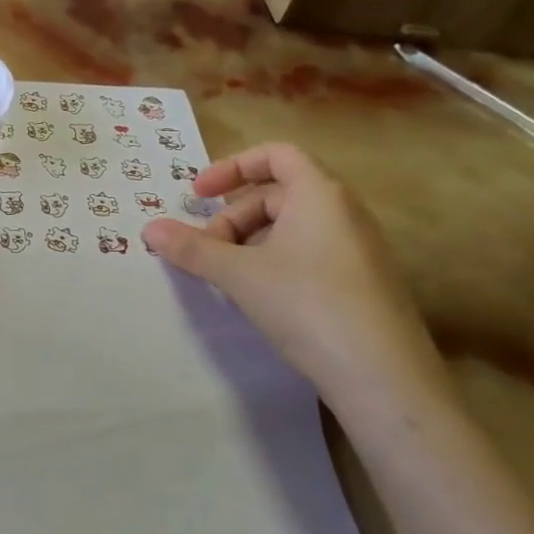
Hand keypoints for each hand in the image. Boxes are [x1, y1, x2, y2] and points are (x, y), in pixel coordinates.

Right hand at [143, 143, 445, 418]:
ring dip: (251, 243)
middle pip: (277, 194)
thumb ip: (191, 248)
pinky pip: (311, 253)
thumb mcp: (238, 274)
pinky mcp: (365, 283)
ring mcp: (360, 249)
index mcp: (319, 194)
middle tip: (205, 251)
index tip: (198, 194)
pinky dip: (276, 262)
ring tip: (228, 278)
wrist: (384, 378)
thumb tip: (149, 228)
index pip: (275, 155)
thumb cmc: (306, 304)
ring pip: (292, 227)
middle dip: (233, 218)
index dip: (231, 167)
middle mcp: (345, 212)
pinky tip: (262, 298)